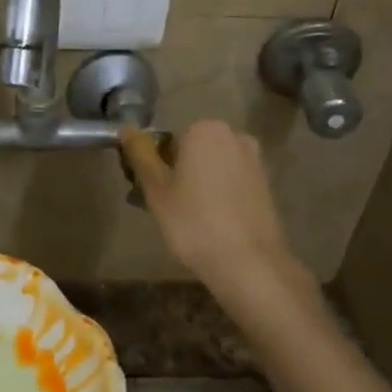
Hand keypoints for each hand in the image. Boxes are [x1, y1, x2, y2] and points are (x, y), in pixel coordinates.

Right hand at [121, 120, 311, 303]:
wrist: (249, 263)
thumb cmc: (194, 222)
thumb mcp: (156, 189)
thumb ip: (140, 154)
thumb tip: (127, 128)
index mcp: (204, 129)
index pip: (166, 141)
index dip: (153, 166)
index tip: (147, 192)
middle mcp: (234, 135)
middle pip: (190, 151)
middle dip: (174, 173)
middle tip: (161, 208)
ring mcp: (253, 159)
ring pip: (210, 167)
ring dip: (194, 184)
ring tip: (183, 220)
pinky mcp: (265, 183)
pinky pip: (229, 181)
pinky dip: (216, 194)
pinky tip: (209, 222)